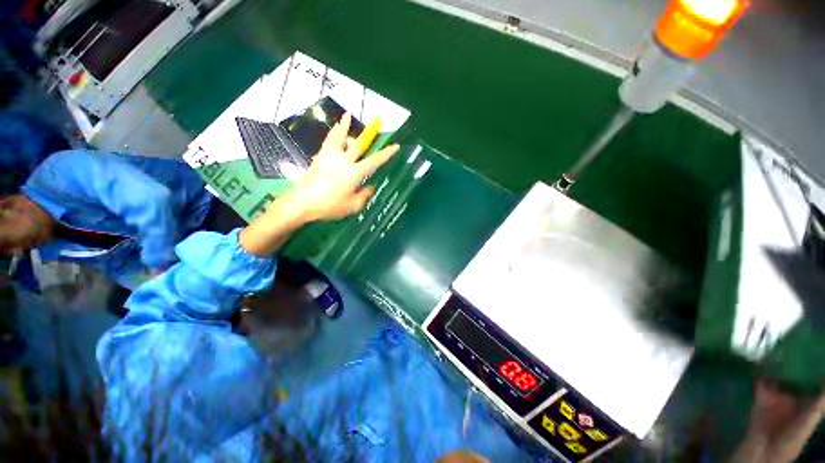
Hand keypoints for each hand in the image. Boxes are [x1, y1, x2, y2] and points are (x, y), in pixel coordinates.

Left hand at [239, 114, 397, 256]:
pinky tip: (333, 131)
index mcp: (354, 173)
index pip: (374, 161)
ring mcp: (329, 157)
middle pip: (358, 145)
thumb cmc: (329, 206)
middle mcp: (343, 161)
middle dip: (369, 136)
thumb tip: (370, 187)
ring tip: (347, 116)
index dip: (386, 153)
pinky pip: (328, 142)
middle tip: (375, 124)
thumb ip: (364, 196)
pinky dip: (333, 134)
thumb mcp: (352, 206)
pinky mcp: (319, 158)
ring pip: (339, 137)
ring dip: (344, 126)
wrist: (302, 203)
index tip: (395, 146)